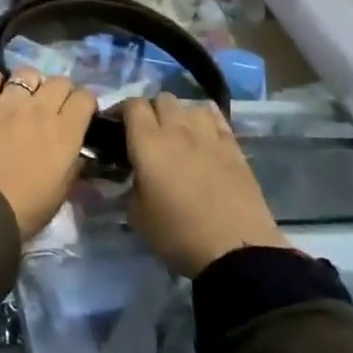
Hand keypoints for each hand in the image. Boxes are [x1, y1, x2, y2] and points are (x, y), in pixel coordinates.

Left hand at [0, 70, 92, 240]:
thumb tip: (75, 153)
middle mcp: (40, 109)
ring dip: (28, 84)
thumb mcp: (60, 193)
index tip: (78, 113)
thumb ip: (71, 166)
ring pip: (26, 73)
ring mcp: (7, 101)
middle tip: (50, 107)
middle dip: (59, 91)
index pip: (85, 98)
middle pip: (59, 81)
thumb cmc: (23, 210)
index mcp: (66, 133)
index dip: (84, 103)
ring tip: (20, 98)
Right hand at [120, 94, 287, 276]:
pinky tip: (204, 133)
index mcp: (148, 143)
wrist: (236, 253)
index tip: (116, 126)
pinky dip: (207, 120)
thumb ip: (130, 186)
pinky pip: (218, 119)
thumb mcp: (137, 215)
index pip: (132, 105)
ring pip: (191, 105)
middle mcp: (177, 131)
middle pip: (162, 98)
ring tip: (178, 134)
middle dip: (151, 110)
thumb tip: (134, 177)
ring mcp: (210, 137)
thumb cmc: (178, 234)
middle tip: (146, 132)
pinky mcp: (235, 149)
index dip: (121, 110)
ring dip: (180, 115)